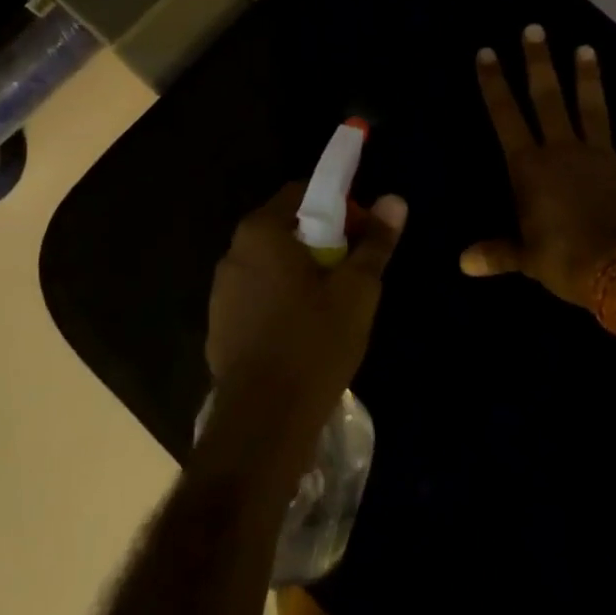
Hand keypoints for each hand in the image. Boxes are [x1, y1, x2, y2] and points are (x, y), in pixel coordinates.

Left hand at [207, 183, 407, 435]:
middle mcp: (234, 253)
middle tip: (356, 270)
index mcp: (262, 232)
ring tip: (335, 304)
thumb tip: (394, 200)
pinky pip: (259, 295)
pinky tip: (305, 331)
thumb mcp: (357, 290)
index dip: (340, 205)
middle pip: (287, 228)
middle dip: (325, 240)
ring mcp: (222, 291)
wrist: (263, 422)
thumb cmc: (313, 343)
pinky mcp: (220, 325)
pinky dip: (283, 299)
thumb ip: (375, 242)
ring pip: (273, 264)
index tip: (365, 233)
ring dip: (303, 271)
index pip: (303, 192)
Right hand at [464, 25, 615, 310]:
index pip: (506, 116)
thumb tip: (464, 262)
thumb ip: (496, 253)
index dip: (494, 84)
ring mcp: (603, 158)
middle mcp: (564, 151)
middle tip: (535, 29)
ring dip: (589, 80)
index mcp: (531, 167)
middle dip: (539, 63)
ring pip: (593, 110)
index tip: (487, 52)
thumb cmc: (565, 260)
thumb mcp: (524, 259)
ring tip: (587, 48)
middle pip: (549, 98)